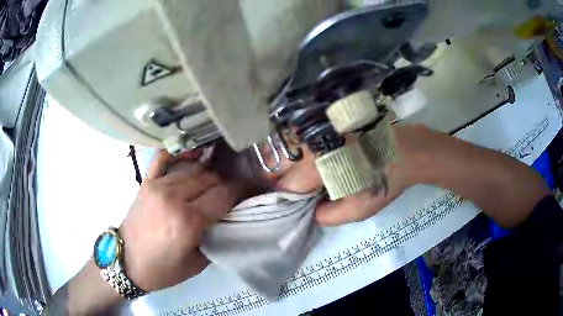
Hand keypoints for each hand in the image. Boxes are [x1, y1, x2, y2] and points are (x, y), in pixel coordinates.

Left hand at [119, 150, 240, 291]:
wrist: (126, 262)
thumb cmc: (162, 269)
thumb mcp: (197, 263)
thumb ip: (215, 238)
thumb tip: (230, 219)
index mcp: (188, 220)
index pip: (224, 194)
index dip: (243, 189)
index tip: (254, 187)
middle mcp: (174, 197)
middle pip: (211, 178)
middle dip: (227, 183)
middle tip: (235, 191)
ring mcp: (158, 185)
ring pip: (193, 169)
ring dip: (209, 174)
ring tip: (216, 182)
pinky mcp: (147, 182)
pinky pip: (164, 158)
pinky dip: (180, 153)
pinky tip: (191, 154)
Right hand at [274, 125, 431, 225]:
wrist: (406, 150)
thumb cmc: (383, 181)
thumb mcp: (357, 210)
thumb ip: (327, 216)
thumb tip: (312, 210)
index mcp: (315, 166)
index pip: (285, 186)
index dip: (285, 199)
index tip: (293, 206)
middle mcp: (310, 144)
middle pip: (279, 163)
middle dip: (282, 179)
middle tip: (297, 191)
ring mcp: (318, 131)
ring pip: (290, 150)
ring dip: (290, 166)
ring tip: (306, 179)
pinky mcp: (327, 125)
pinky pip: (304, 142)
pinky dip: (302, 154)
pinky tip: (315, 164)